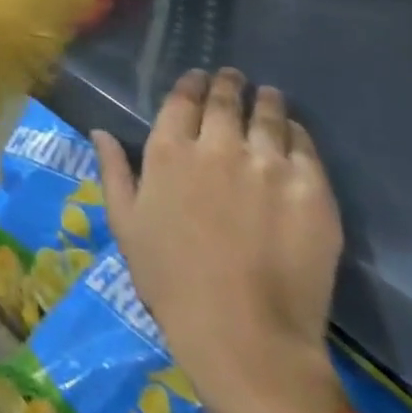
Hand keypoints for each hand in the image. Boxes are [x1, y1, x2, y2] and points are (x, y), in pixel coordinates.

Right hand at [95, 68, 347, 412]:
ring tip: (267, 95)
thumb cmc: (170, 280)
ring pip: (267, 115)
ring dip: (264, 100)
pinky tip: (293, 132)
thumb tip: (100, 131)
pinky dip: (296, 133)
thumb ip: (113, 171)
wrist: (243, 335)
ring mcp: (267, 166)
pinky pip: (304, 147)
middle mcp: (217, 146)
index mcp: (168, 151)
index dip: (190, 84)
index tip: (197, 78)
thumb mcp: (125, 224)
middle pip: (225, 100)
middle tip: (233, 77)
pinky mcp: (311, 191)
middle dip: (227, 84)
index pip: (182, 100)